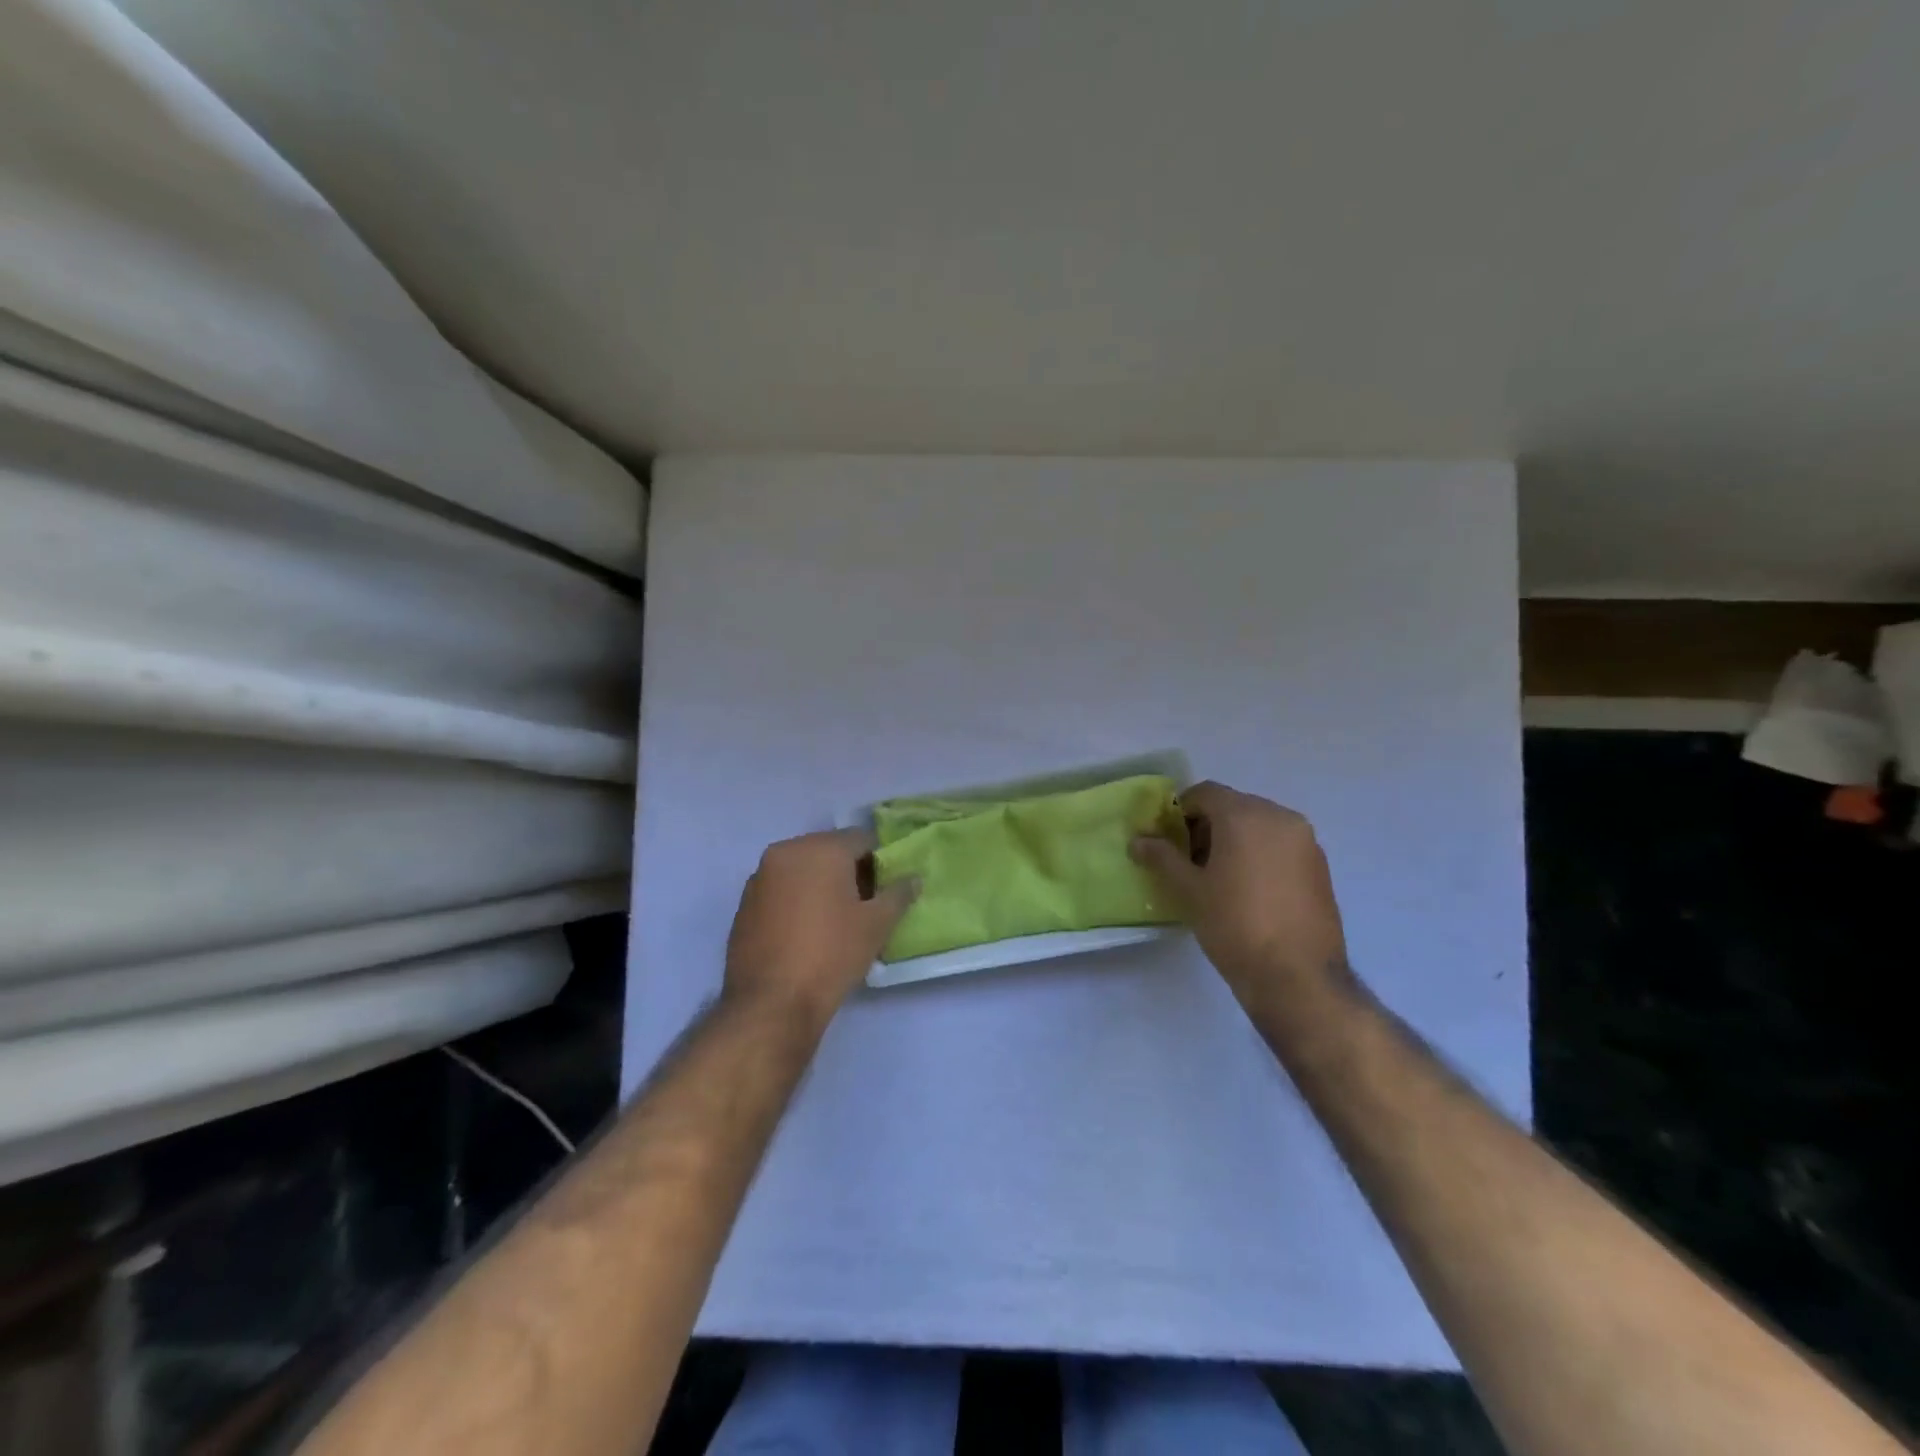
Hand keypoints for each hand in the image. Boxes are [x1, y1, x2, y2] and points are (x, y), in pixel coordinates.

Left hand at [723, 829, 917, 1028]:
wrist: (771, 1003)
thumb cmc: (831, 954)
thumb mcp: (876, 925)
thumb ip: (898, 894)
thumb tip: (913, 878)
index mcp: (821, 848)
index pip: (862, 839)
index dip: (880, 862)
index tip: (886, 891)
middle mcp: (786, 851)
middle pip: (829, 851)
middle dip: (849, 872)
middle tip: (865, 906)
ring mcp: (760, 877)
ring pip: (802, 870)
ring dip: (821, 885)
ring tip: (836, 921)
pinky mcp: (744, 904)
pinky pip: (781, 890)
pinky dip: (797, 900)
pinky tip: (807, 932)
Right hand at [1130, 781, 1348, 1008]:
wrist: (1297, 977)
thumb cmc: (1235, 925)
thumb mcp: (1189, 890)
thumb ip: (1161, 857)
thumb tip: (1137, 840)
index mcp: (1246, 815)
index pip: (1205, 793)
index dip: (1179, 812)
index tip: (1167, 841)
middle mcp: (1280, 817)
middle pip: (1233, 806)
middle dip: (1207, 826)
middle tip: (1188, 861)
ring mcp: (1305, 842)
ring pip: (1259, 826)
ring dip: (1234, 840)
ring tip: (1217, 878)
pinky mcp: (1319, 867)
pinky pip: (1280, 846)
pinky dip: (1259, 854)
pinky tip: (1247, 890)